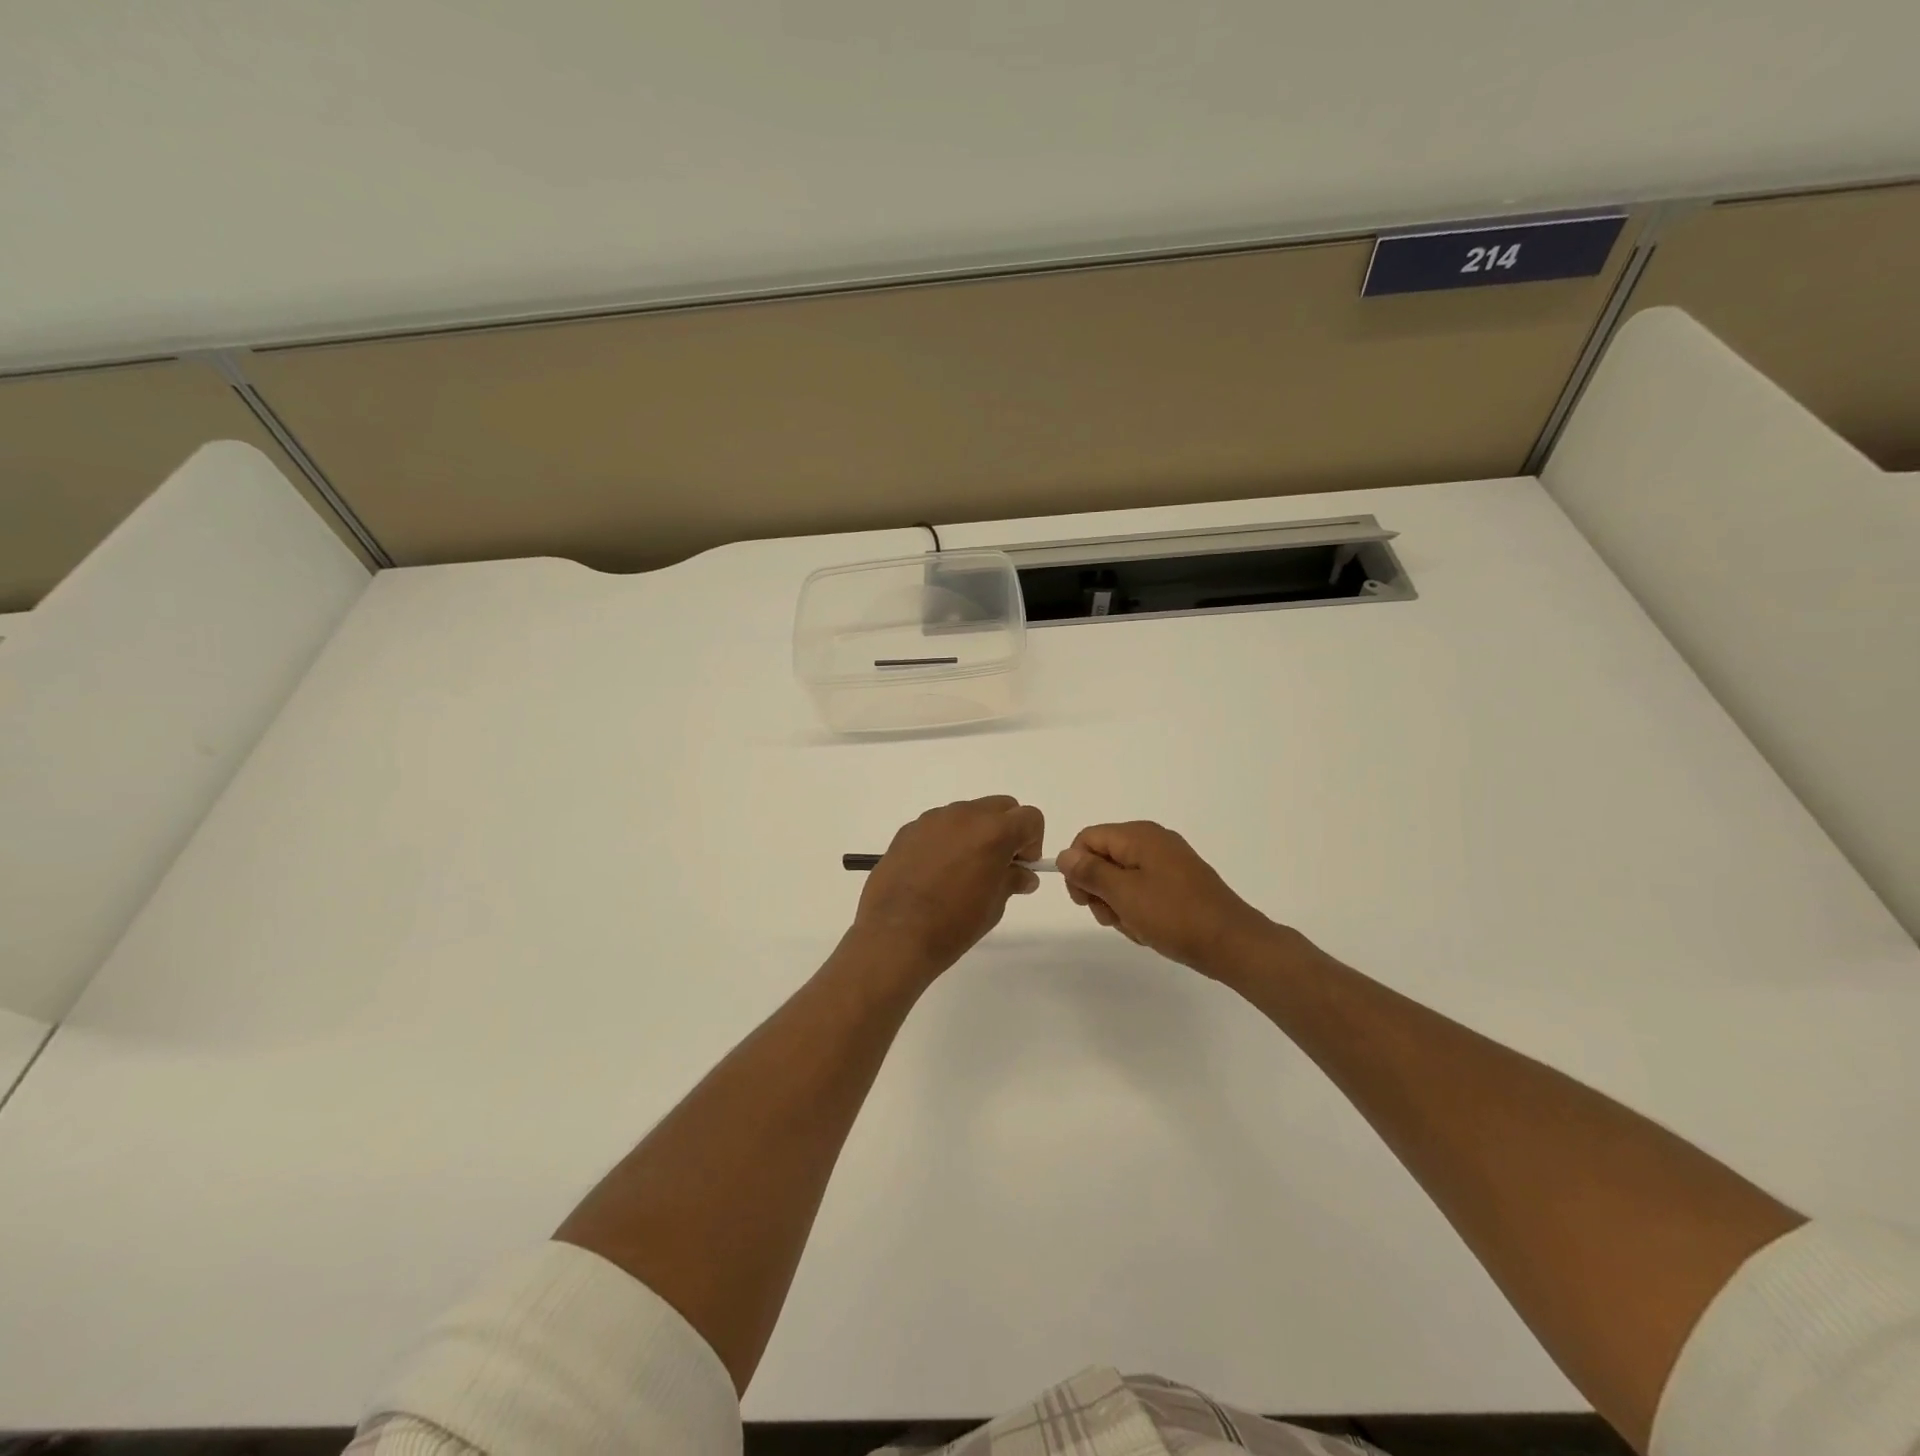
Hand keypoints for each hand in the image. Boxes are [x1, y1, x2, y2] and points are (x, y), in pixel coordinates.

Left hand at [852, 796, 1044, 979]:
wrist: (895, 936)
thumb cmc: (953, 925)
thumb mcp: (994, 906)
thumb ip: (1012, 880)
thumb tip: (1022, 875)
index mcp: (993, 832)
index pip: (1030, 817)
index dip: (1032, 842)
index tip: (1020, 867)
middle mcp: (964, 815)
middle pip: (1000, 806)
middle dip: (1007, 830)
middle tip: (997, 865)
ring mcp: (932, 820)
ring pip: (967, 813)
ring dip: (975, 833)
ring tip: (962, 871)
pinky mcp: (908, 830)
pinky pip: (939, 826)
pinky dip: (947, 840)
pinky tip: (935, 873)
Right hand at [1056, 820, 1284, 980]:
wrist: (1232, 944)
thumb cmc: (1174, 916)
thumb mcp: (1124, 894)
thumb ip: (1090, 872)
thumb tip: (1064, 855)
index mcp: (1139, 835)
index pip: (1087, 839)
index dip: (1077, 868)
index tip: (1084, 900)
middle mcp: (1153, 841)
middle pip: (1103, 859)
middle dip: (1100, 892)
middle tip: (1113, 918)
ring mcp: (1168, 863)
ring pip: (1121, 880)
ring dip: (1119, 907)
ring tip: (1136, 927)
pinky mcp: (1178, 883)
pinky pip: (1143, 891)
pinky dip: (1138, 911)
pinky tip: (1150, 931)